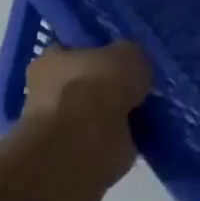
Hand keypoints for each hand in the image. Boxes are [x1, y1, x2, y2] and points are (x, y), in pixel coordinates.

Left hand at [18, 40, 151, 185]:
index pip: (74, 48)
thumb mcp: (128, 52)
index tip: (125, 54)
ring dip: (120, 111)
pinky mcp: (78, 152)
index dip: (100, 49)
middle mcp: (49, 91)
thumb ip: (131, 53)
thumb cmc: (98, 86)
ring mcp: (62, 125)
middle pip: (88, 81)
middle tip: (143, 82)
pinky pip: (109, 136)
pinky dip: (126, 134)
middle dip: (112, 84)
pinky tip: (147, 128)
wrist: (87, 143)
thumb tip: (135, 62)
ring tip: (150, 105)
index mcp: (50, 60)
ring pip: (99, 111)